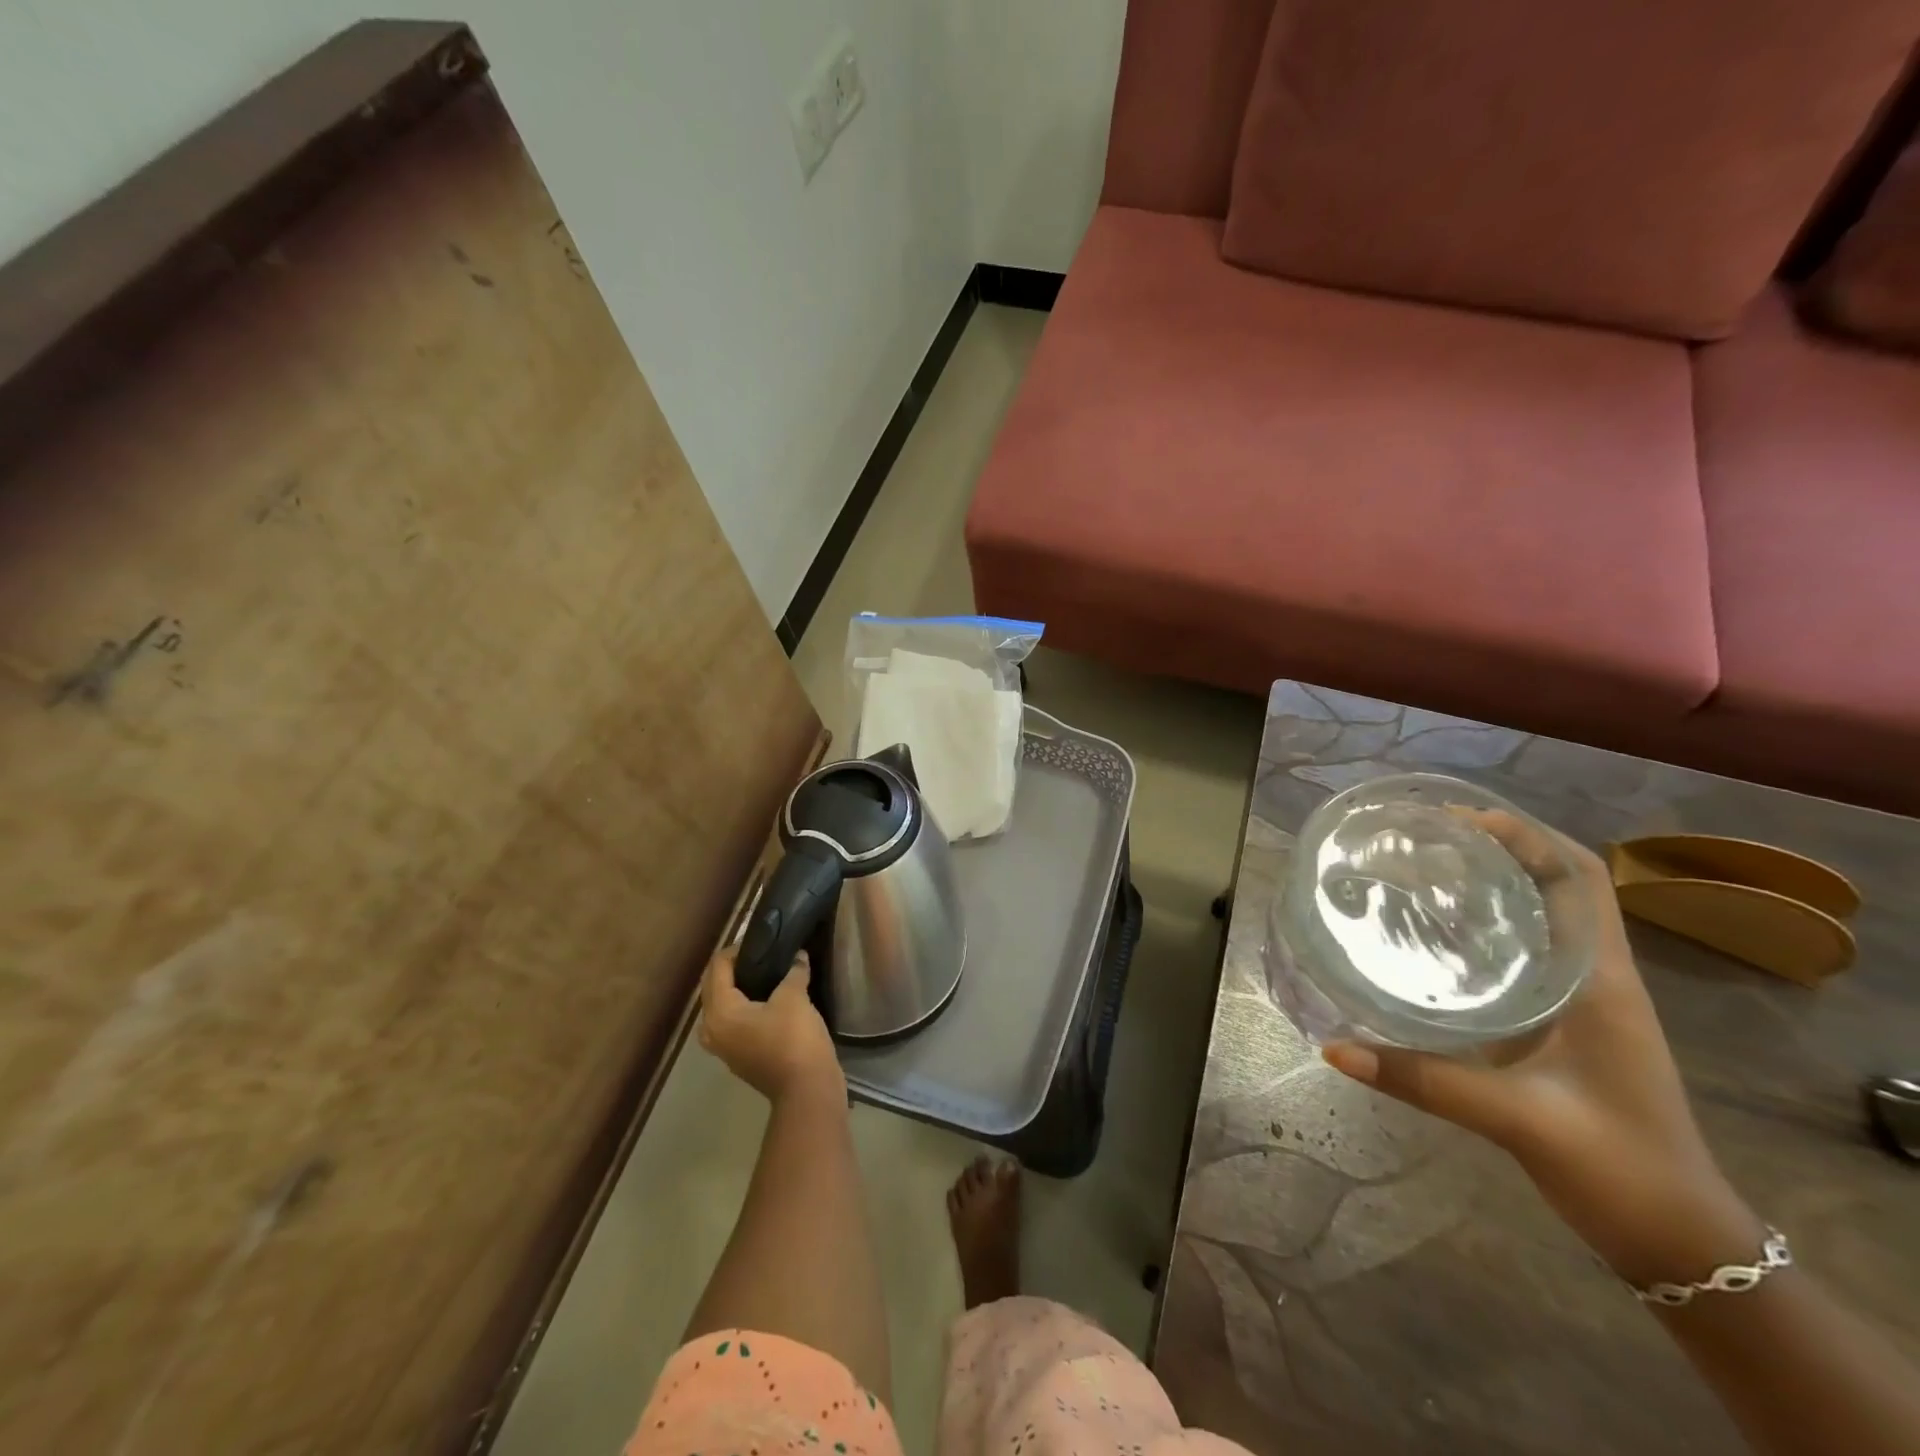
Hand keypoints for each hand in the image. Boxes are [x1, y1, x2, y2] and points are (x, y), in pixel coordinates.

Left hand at [699, 947, 843, 1104]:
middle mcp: (712, 1029)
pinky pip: (733, 1023)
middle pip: (714, 987)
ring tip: (763, 974)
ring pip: (722, 1007)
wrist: (806, 1090)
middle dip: (733, 968)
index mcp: (720, 1011)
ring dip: (737, 989)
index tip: (760, 939)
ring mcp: (724, 1047)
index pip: (717, 968)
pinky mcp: (738, 1058)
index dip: (736, 949)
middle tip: (761, 952)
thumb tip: (798, 956)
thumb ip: (793, 971)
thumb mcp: (795, 997)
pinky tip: (768, 1000)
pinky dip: (744, 1008)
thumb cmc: (794, 1039)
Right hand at [1322, 810, 1761, 1282]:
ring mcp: (1584, 1000)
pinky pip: (1528, 952)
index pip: (1578, 879)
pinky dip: (1489, 927)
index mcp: (1600, 980)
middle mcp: (1595, 977)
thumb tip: (1334, 1046)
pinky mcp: (1567, 1023)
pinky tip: (1438, 936)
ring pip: (1543, 917)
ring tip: (1424, 871)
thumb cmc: (1617, 1166)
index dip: (1525, 836)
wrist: (1680, 1239)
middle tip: (1425, 840)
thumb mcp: (1516, 1119)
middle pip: (1558, 885)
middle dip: (1500, 848)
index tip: (1456, 820)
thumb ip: (1422, 1081)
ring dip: (1495, 884)